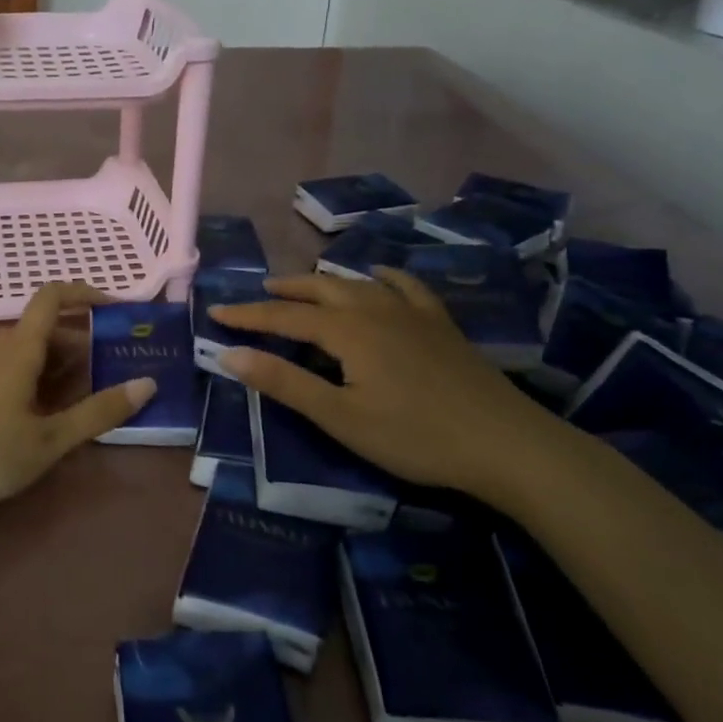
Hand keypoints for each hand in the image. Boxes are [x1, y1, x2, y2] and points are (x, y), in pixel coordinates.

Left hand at [0, 283, 155, 550]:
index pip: (52, 297)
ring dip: (61, 359)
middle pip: (46, 327)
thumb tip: (147, 383)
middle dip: (82, 338)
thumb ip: (98, 411)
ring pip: (29, 348)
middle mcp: (0, 348)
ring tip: (90, 388)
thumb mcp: (51, 438)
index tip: (117, 307)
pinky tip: (50, 406)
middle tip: (115, 362)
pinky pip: (14, 365)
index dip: (85, 293)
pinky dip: (40, 373)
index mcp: (19, 349)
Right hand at [212, 271, 569, 507]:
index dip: (248, 314)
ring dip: (324, 281)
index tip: (216, 311)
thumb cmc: (415, 436)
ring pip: (357, 282)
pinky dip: (384, 277)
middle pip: (320, 288)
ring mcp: (412, 313)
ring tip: (305, 285)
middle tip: (259, 293)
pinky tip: (379, 276)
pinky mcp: (440, 324)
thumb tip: (230, 354)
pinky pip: (406, 287)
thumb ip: (284, 383)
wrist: (507, 445)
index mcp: (346, 331)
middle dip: (285, 290)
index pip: (284, 316)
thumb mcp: (340, 417)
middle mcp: (375, 309)